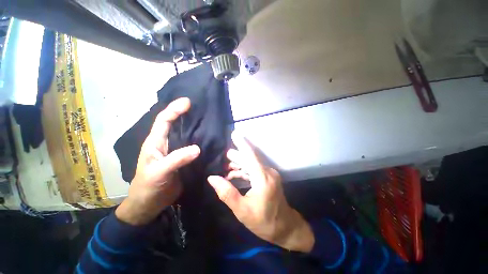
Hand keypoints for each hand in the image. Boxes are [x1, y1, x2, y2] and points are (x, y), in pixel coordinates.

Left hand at [116, 98, 199, 225]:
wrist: (150, 204)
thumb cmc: (148, 187)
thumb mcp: (158, 172)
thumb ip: (176, 159)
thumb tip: (197, 148)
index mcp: (155, 142)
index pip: (164, 120)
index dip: (174, 109)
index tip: (188, 102)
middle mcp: (167, 144)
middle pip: (176, 125)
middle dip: (186, 114)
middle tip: (202, 108)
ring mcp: (176, 152)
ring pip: (187, 136)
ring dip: (196, 127)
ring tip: (209, 121)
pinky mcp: (184, 160)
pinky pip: (193, 148)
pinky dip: (201, 142)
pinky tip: (210, 139)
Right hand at [207, 132, 314, 251]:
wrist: (284, 227)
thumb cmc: (264, 221)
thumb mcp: (242, 210)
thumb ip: (227, 193)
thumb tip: (212, 178)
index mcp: (263, 178)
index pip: (250, 155)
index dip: (241, 143)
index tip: (234, 133)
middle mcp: (268, 172)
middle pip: (250, 158)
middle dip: (236, 155)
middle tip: (223, 156)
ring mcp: (269, 174)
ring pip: (251, 163)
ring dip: (239, 163)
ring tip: (226, 165)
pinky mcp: (269, 177)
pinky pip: (254, 169)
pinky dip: (244, 170)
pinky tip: (234, 174)